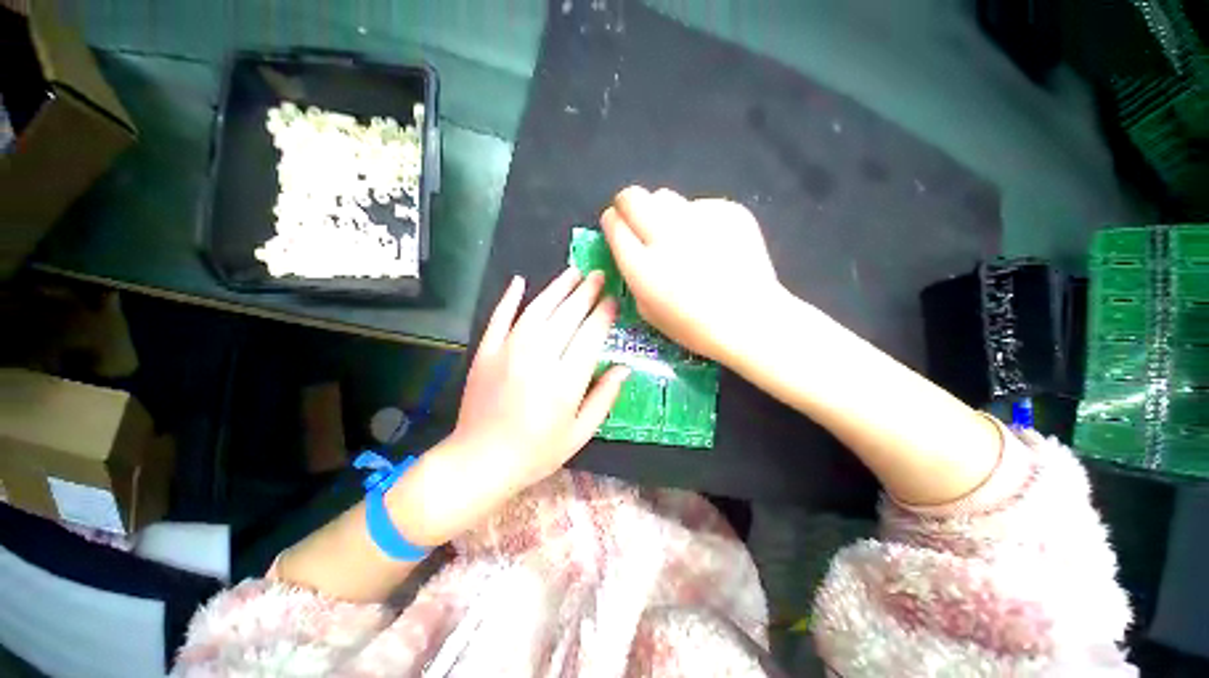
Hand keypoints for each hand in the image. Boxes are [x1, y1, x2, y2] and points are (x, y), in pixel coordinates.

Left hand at [450, 268, 630, 495]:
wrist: (480, 461)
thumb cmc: (537, 452)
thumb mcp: (580, 433)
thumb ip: (604, 397)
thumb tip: (624, 368)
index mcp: (566, 380)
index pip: (590, 335)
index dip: (603, 314)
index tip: (613, 300)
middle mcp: (539, 358)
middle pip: (567, 316)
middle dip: (585, 293)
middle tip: (598, 275)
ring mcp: (508, 351)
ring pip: (538, 309)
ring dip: (557, 288)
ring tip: (573, 273)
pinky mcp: (486, 351)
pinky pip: (500, 317)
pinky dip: (510, 297)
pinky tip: (519, 281)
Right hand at [600, 185, 785, 364]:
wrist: (751, 320)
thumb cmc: (695, 326)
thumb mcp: (648, 312)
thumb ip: (633, 277)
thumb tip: (629, 250)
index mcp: (643, 267)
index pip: (614, 225)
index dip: (611, 222)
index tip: (616, 225)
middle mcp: (666, 237)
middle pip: (632, 197)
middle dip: (627, 204)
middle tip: (636, 218)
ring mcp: (699, 221)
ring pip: (665, 196)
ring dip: (661, 212)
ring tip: (677, 234)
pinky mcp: (728, 211)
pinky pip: (699, 205)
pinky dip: (697, 220)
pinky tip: (711, 242)